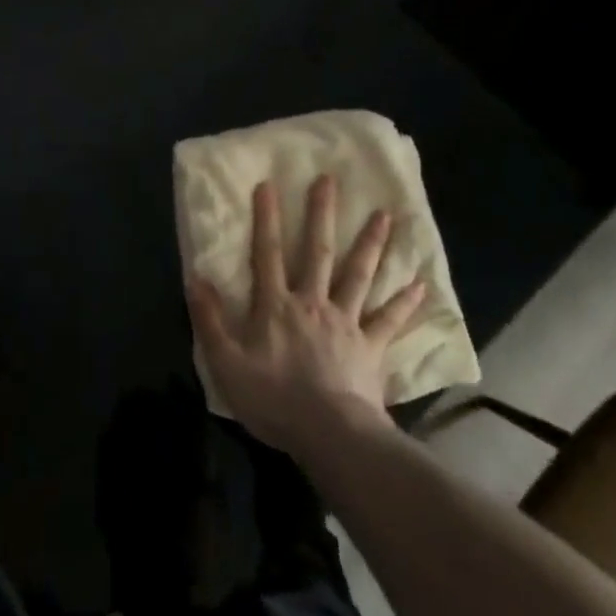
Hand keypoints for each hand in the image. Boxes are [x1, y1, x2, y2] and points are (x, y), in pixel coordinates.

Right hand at [188, 176, 424, 457]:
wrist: (330, 435)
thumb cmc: (274, 399)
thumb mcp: (227, 363)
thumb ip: (209, 319)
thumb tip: (195, 277)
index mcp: (276, 306)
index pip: (267, 253)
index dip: (266, 219)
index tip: (268, 184)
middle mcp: (312, 302)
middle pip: (317, 252)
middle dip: (321, 214)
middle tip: (329, 180)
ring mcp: (346, 322)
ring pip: (358, 275)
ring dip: (371, 244)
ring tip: (384, 215)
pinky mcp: (371, 347)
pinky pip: (389, 321)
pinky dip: (405, 303)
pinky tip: (420, 285)